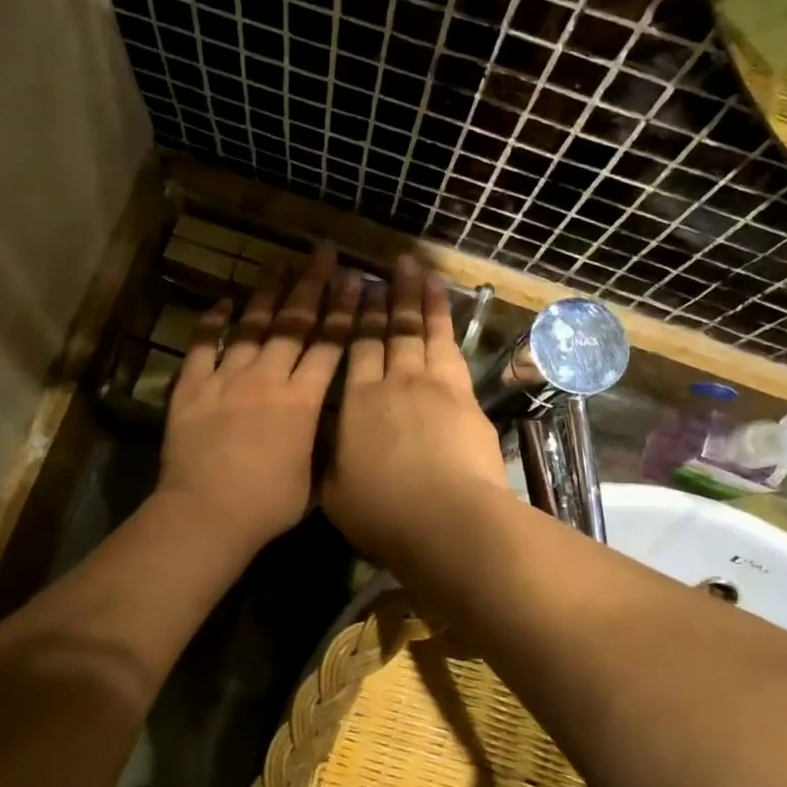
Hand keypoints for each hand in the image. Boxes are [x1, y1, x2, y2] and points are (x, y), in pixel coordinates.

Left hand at [156, 245, 361, 559]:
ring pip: (253, 326)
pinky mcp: (192, 387)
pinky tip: (222, 301)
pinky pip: (202, 347)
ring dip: (268, 292)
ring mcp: (227, 378)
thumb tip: (331, 429)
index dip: (343, 311)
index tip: (354, 280)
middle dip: (311, 285)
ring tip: (280, 262)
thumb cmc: (267, 504)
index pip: (329, 345)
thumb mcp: (313, 479)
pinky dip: (211, 323)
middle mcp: (267, 378)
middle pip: (294, 324)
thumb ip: (322, 446)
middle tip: (322, 253)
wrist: (207, 512)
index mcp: (303, 400)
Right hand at [323, 255, 508, 561]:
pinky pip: (450, 345)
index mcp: (356, 403)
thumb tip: (322, 445)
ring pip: (420, 330)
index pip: (354, 349)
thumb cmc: (384, 513)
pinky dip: (444, 319)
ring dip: (417, 297)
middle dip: (386, 297)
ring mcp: (431, 383)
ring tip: (415, 269)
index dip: (353, 318)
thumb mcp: (336, 494)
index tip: (354, 290)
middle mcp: (391, 382)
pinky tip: (442, 304)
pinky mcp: (464, 393)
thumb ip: (330, 462)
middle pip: (388, 332)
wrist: (447, 519)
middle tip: (386, 267)